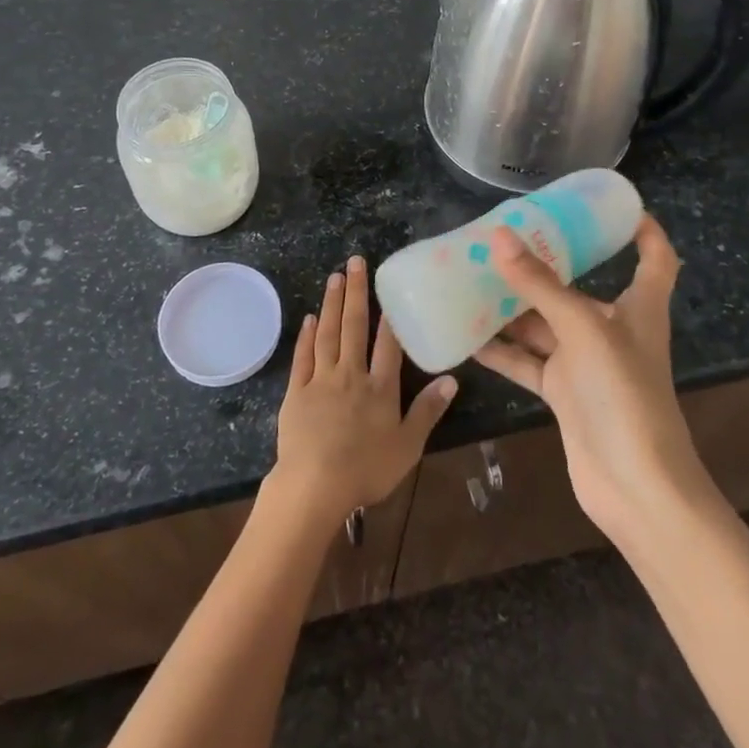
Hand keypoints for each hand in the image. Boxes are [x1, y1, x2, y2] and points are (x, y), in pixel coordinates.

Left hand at [268, 255, 455, 530]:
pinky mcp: (296, 391)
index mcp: (380, 387)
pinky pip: (303, 356)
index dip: (390, 315)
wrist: (314, 486)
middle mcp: (351, 374)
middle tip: (355, 261)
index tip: (389, 285)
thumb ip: (428, 410)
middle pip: (354, 327)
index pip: (388, 344)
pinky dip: (307, 335)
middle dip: (356, 292)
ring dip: (332, 303)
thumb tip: (451, 378)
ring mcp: (321, 379)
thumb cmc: (366, 470)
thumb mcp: (408, 446)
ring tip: (334, 277)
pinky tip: (310, 317)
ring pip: (328, 333)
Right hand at [474, 215, 715, 542]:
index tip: (614, 205)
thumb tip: (500, 236)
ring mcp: (586, 365)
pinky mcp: (565, 395)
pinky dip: (501, 350)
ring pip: (544, 324)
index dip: (642, 228)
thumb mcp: (582, 329)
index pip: (653, 258)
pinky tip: (467, 336)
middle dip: (545, 265)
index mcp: (638, 308)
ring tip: (471, 279)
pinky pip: (528, 362)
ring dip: (513, 307)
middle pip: (579, 288)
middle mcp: (612, 330)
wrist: (637, 488)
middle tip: (503, 239)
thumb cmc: (624, 394)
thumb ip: (540, 283)